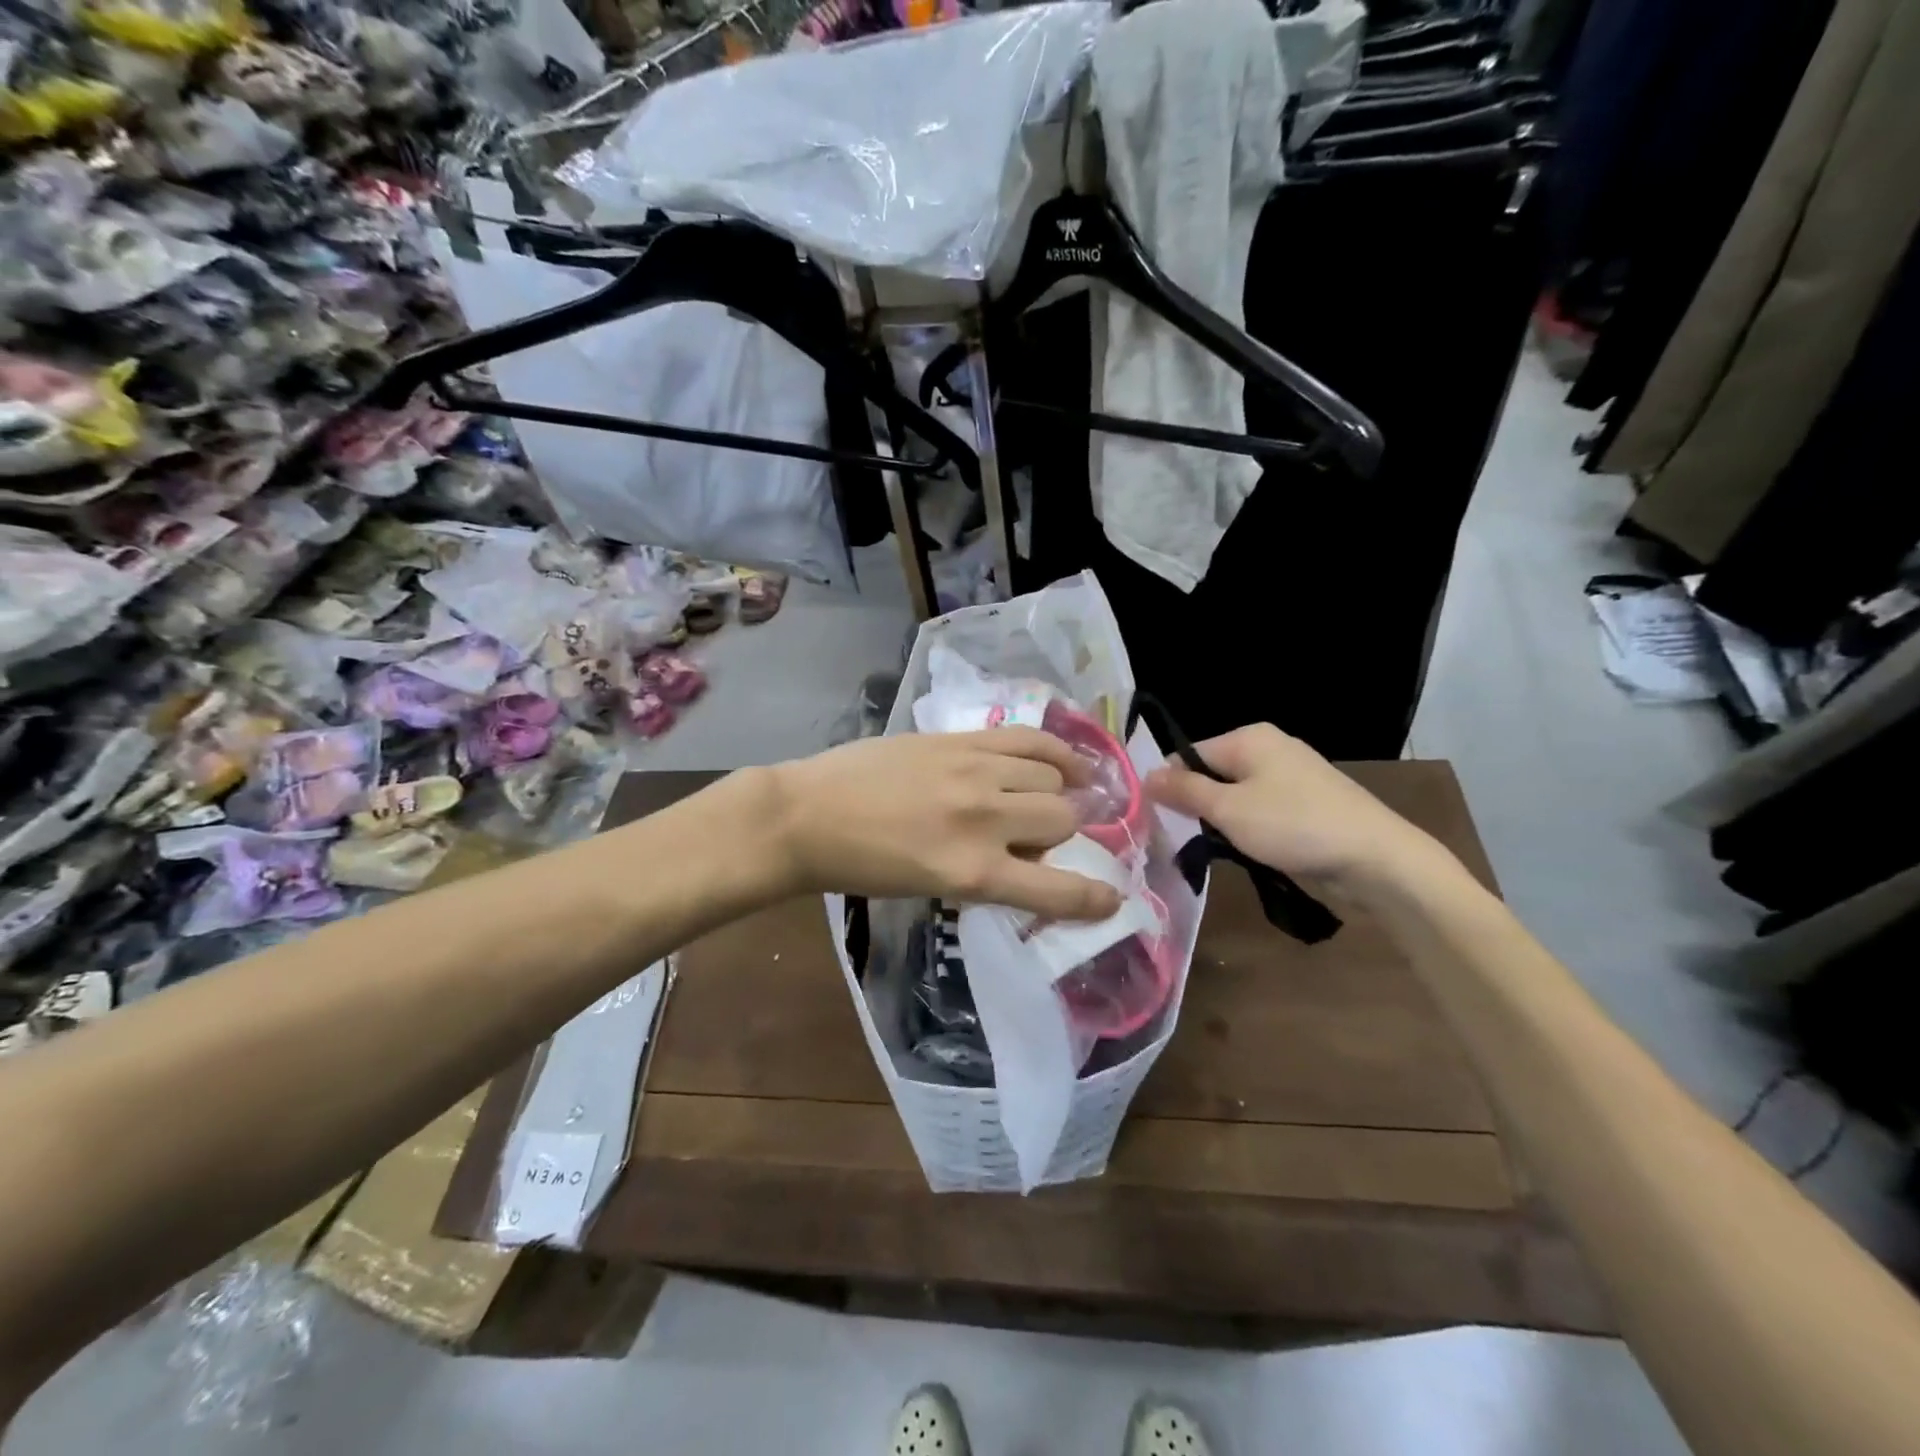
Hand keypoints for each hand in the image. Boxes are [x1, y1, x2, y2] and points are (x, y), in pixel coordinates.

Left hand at [770, 729, 1123, 919]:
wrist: (807, 816)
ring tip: (1048, 793)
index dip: (1095, 896)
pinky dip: (1054, 749)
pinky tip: (1063, 758)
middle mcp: (984, 820)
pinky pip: (1026, 739)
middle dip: (1066, 831)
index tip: (1112, 897)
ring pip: (1051, 775)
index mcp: (973, 872)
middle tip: (1049, 833)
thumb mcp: (932, 886)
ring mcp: (973, 772)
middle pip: (1063, 818)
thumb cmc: (863, 866)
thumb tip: (1032, 854)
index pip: (1058, 889)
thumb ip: (988, 872)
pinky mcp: (959, 739)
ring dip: (1058, 789)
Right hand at [1144, 723, 1449, 897]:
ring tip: (1216, 850)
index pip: (1188, 754)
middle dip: (1196, 806)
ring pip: (1235, 795)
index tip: (1159, 821)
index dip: (1169, 786)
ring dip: (1222, 821)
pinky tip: (1249, 851)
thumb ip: (1184, 790)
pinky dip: (1249, 829)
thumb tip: (1145, 775)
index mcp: (1248, 738)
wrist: (1376, 859)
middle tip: (1184, 839)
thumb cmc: (1294, 826)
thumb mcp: (1228, 809)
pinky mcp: (1306, 803)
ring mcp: (1291, 775)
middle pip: (1212, 774)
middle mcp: (1269, 748)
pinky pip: (1260, 809)